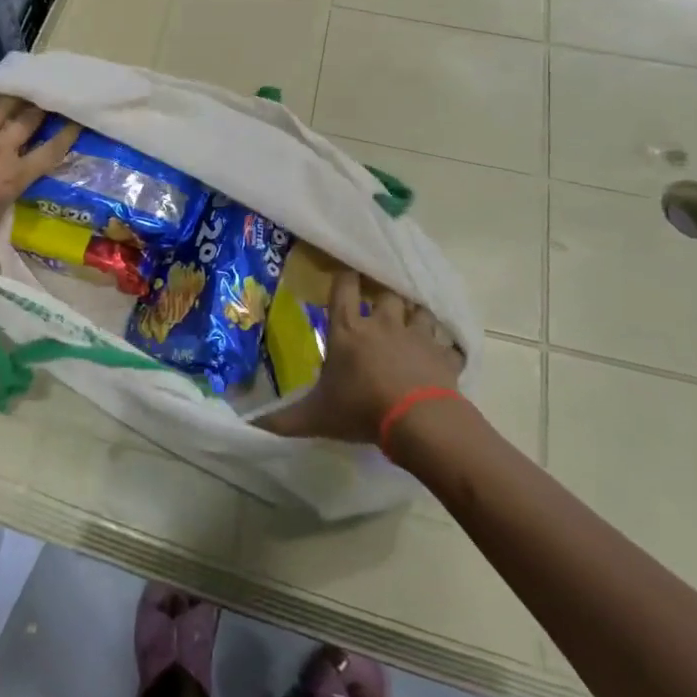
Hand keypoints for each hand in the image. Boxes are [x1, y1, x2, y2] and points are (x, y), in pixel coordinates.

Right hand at [260, 272, 463, 444]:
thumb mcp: (315, 417)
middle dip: (384, 293)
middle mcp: (383, 324)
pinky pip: (449, 346)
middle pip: (387, 293)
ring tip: (412, 321)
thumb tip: (248, 424)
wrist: (419, 422)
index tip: (344, 271)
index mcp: (349, 330)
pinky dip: (446, 349)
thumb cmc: (361, 410)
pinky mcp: (444, 356)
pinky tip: (444, 356)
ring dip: (416, 314)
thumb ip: (281, 419)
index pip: (344, 287)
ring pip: (420, 311)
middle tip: (380, 299)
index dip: (343, 276)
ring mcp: (418, 337)